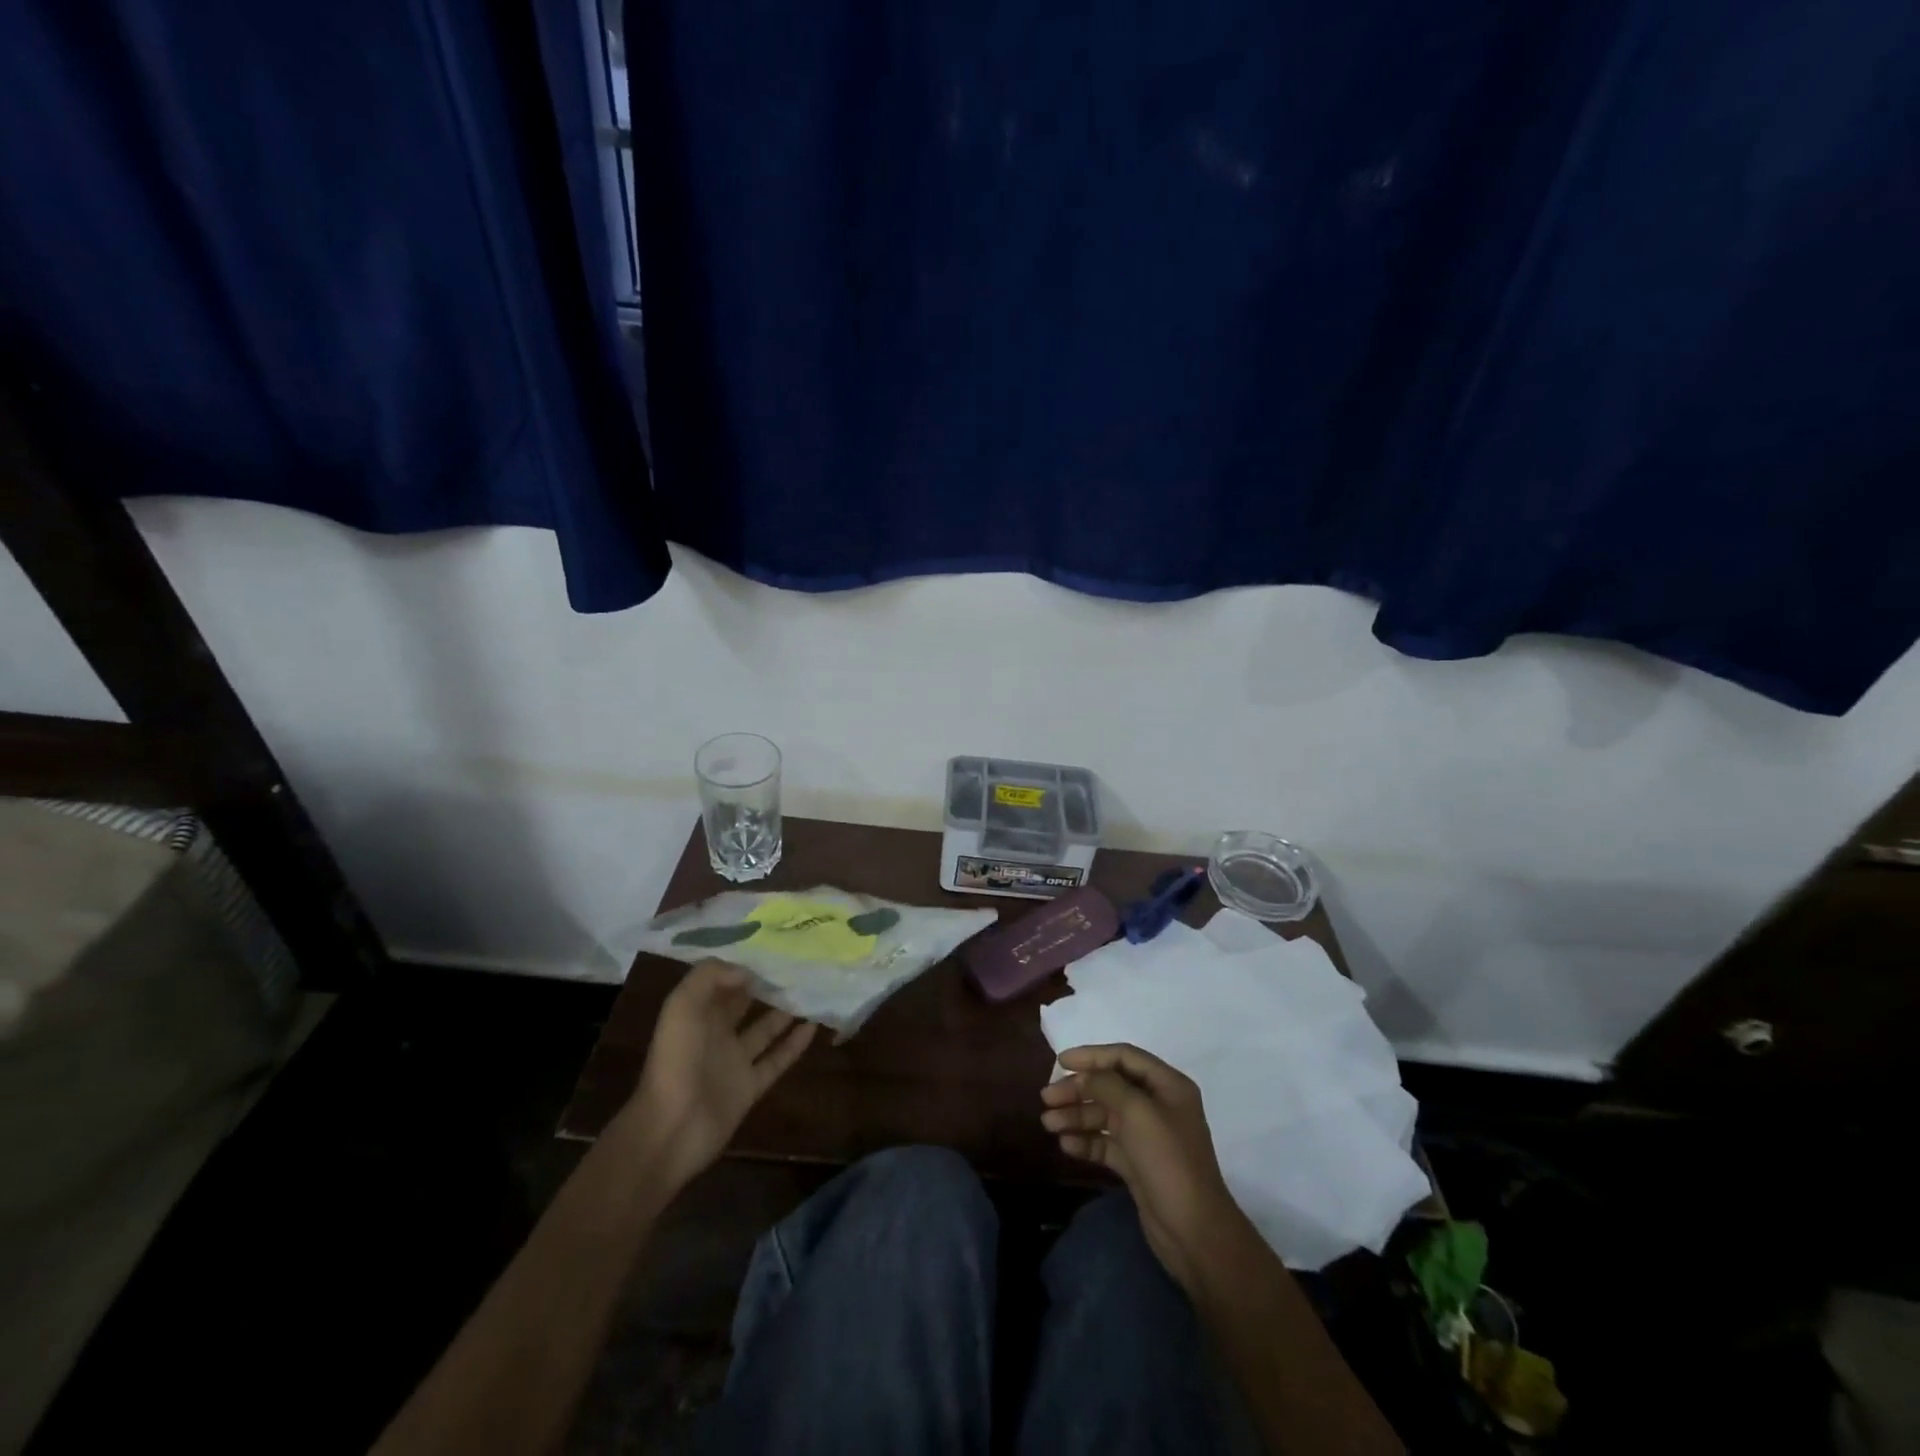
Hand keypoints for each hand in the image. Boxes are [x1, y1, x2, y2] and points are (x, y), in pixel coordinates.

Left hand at [623, 959, 815, 1191]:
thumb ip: (710, 978)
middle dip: (766, 984)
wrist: (670, 1129)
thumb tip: (747, 970)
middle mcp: (715, 1034)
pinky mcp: (750, 1087)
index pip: (721, 981)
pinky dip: (795, 1044)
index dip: (743, 964)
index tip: (772, 945)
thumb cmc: (674, 1061)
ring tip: (811, 990)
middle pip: (745, 1003)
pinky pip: (777, 1060)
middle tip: (798, 963)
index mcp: (696, 1013)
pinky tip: (814, 1026)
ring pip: (765, 1030)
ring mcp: (734, 1062)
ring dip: (785, 1012)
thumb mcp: (681, 1006)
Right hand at [1041, 1043, 1247, 1293]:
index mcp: (1168, 1086)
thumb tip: (1086, 1075)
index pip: (1124, 1057)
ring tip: (1048, 1123)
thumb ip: (1108, 1085)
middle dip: (1078, 1090)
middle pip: (1110, 1087)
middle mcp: (1158, 1105)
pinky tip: (1066, 1145)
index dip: (1092, 1056)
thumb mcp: (1138, 1113)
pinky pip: (1106, 1143)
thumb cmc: (1169, 1162)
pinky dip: (1086, 1141)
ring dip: (1077, 1116)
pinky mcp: (1137, 1164)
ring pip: (1105, 1115)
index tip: (1061, 1062)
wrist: (1194, 1232)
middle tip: (1046, 1098)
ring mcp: (1147, 1136)